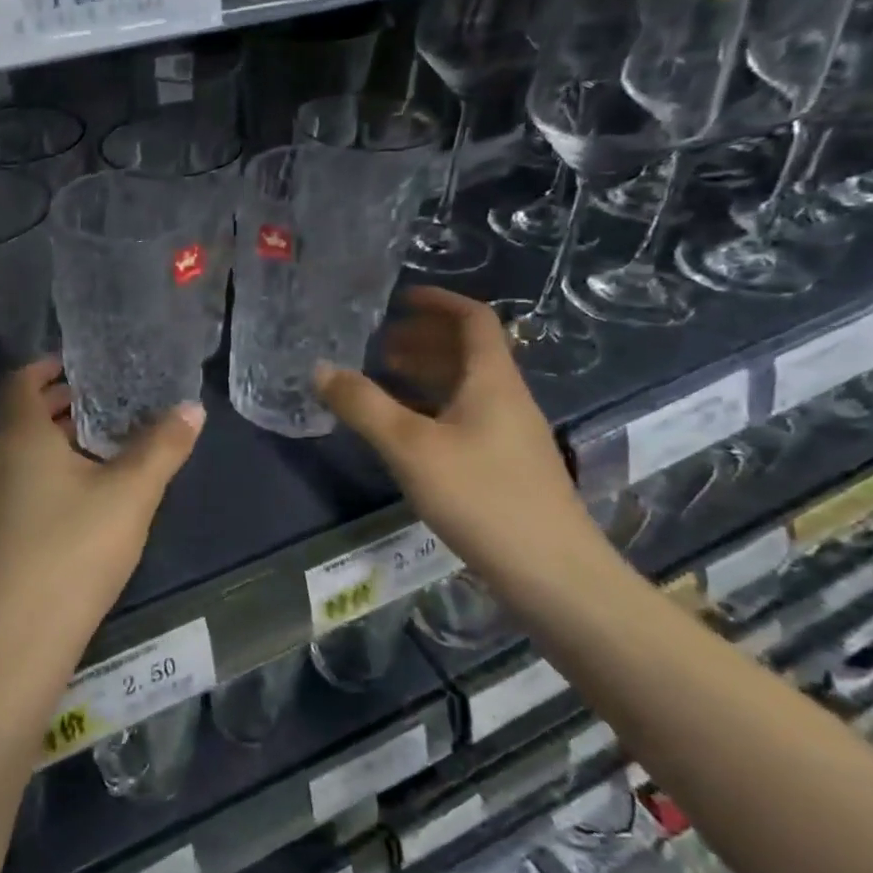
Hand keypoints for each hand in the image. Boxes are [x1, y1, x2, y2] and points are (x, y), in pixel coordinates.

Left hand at [0, 359, 204, 696]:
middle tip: (102, 400)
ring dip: (52, 439)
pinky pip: (15, 482)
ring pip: (18, 452)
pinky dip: (43, 471)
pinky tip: (79, 497)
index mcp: (19, 436)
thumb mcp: (130, 495)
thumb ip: (163, 447)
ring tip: (98, 444)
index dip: (46, 366)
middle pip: (19, 415)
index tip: (80, 365)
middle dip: (57, 402)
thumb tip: (192, 407)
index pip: (19, 380)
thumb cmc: (73, 551)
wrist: (16, 641)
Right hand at [315, 288, 596, 578]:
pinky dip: (432, 407)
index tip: (399, 298)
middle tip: (378, 341)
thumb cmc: (482, 497)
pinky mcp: (505, 466)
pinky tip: (405, 430)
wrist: (553, 575)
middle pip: (468, 352)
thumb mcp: (410, 447)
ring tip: (383, 377)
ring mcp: (510, 435)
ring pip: (466, 387)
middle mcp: (506, 399)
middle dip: (423, 339)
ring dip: (426, 373)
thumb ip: (363, 405)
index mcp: (492, 381)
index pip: (474, 320)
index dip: (439, 302)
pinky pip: (465, 416)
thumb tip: (320, 369)